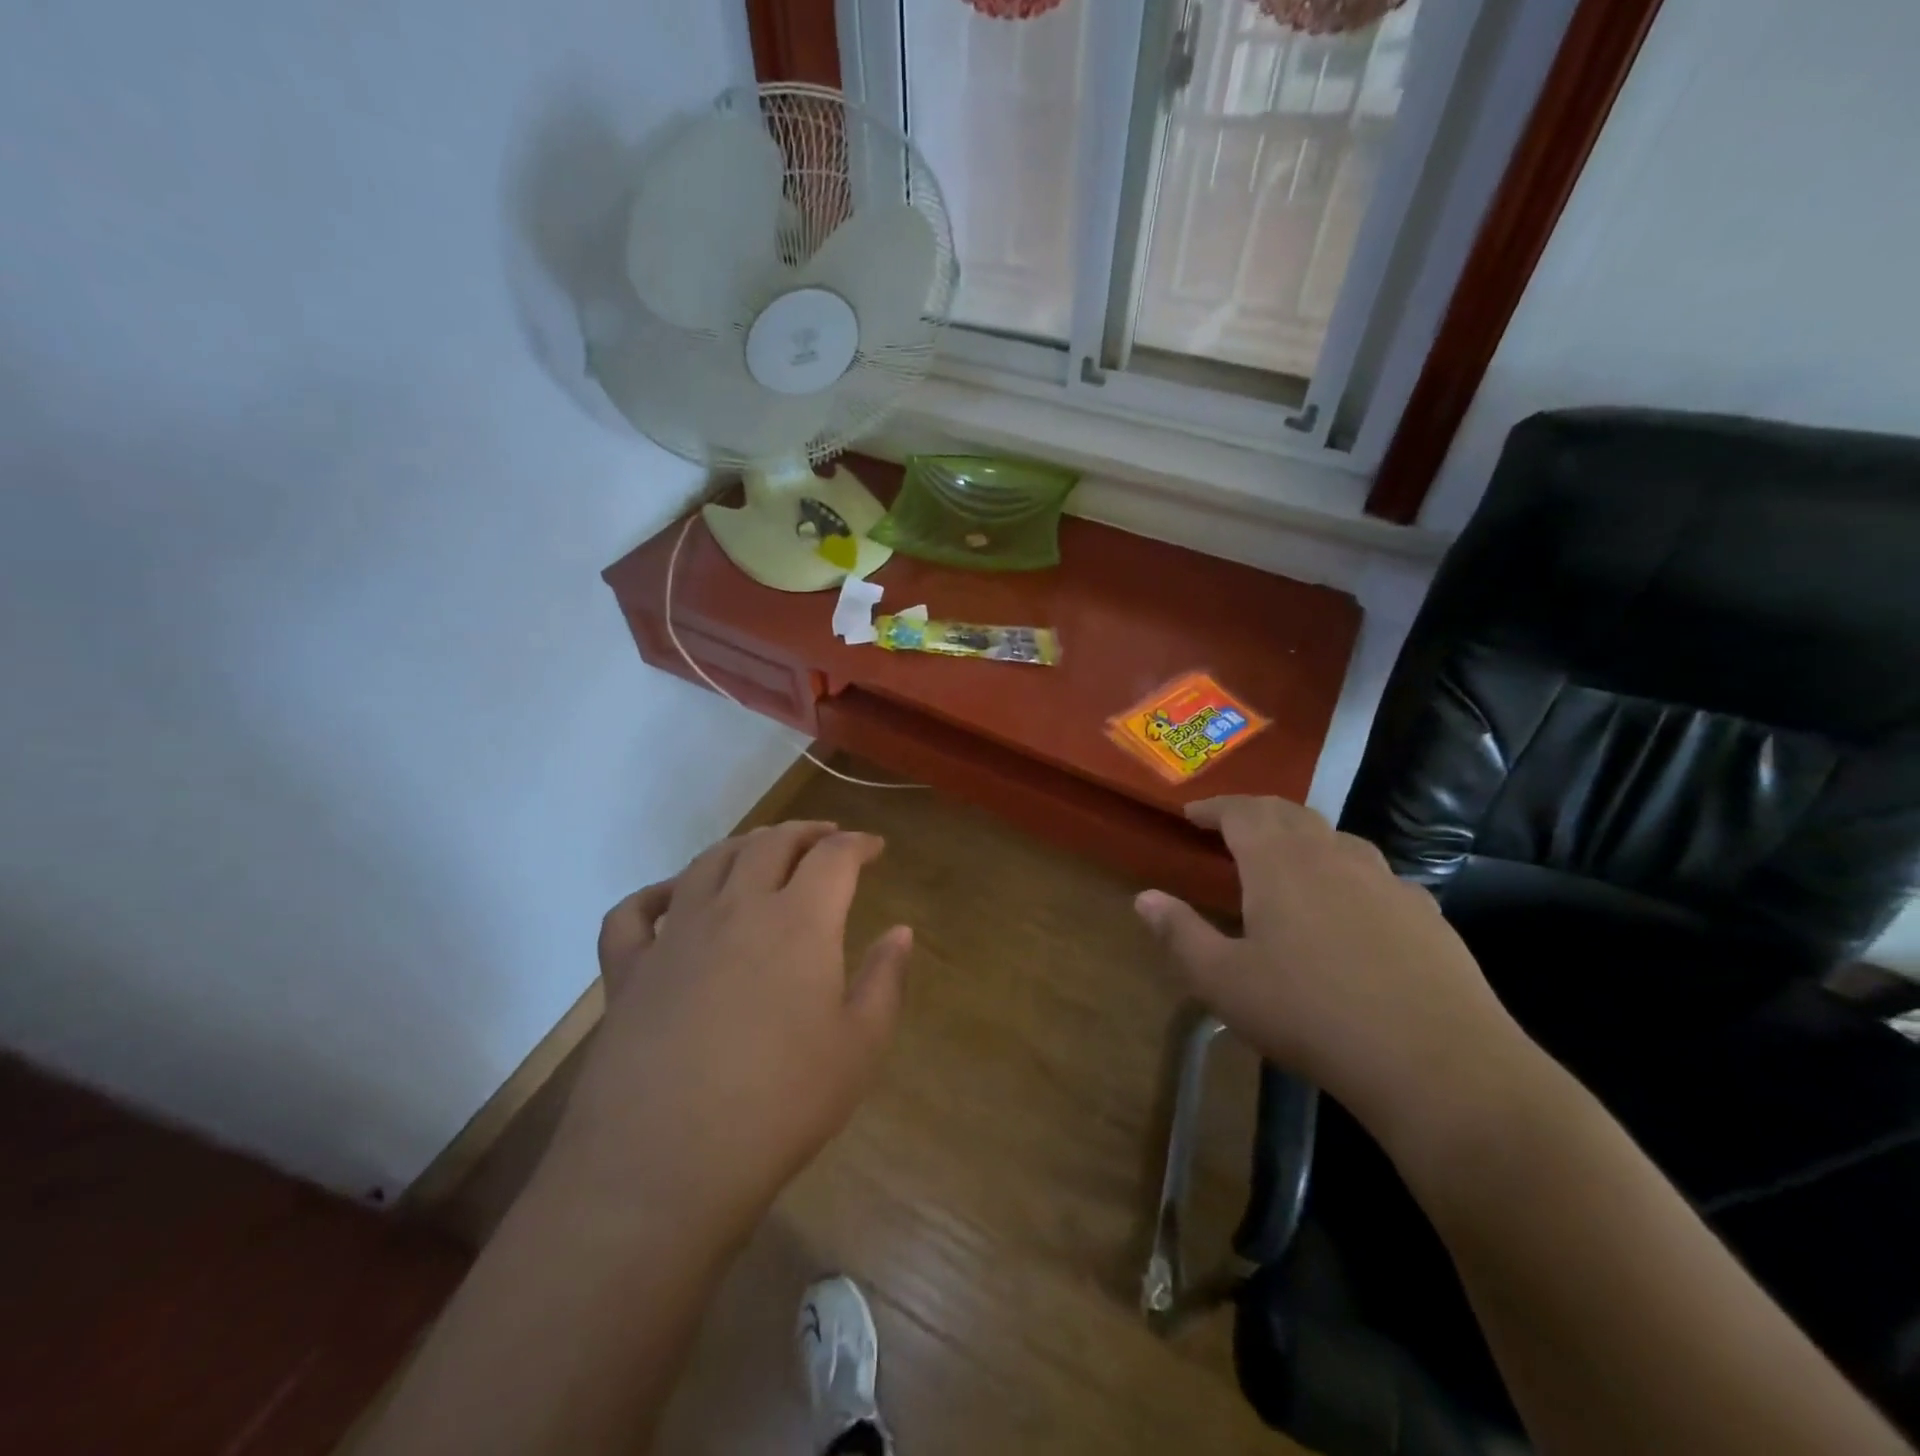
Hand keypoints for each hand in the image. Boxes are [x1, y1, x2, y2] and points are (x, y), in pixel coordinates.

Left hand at [545, 821, 912, 1244]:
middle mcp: (736, 909)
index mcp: (798, 922)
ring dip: (744, 845)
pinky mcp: (627, 970)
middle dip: (805, 833)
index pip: (834, 857)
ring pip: (709, 862)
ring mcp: (675, 935)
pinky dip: (655, 892)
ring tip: (763, 851)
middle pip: (771, 844)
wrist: (665, 1165)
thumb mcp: (859, 1047)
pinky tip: (673, 898)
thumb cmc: (781, 1105)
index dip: (858, 844)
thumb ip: (885, 980)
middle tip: (826, 839)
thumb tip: (901, 932)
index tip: (874, 849)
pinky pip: (634, 912)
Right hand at [1134, 796, 1525, 1144]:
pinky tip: (1350, 907)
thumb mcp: (1224, 981)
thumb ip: (1180, 933)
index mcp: (1280, 863)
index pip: (1242, 812)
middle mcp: (1333, 856)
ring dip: (1303, 838)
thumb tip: (1144, 898)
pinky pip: (1375, 875)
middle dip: (1255, 813)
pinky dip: (1347, 873)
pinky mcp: (1424, 912)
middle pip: (1290, 813)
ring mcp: (1386, 881)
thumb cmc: (1310, 1014)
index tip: (1191, 813)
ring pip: (1337, 839)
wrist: (1434, 1061)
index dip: (1214, 807)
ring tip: (1287, 861)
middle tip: (1232, 827)